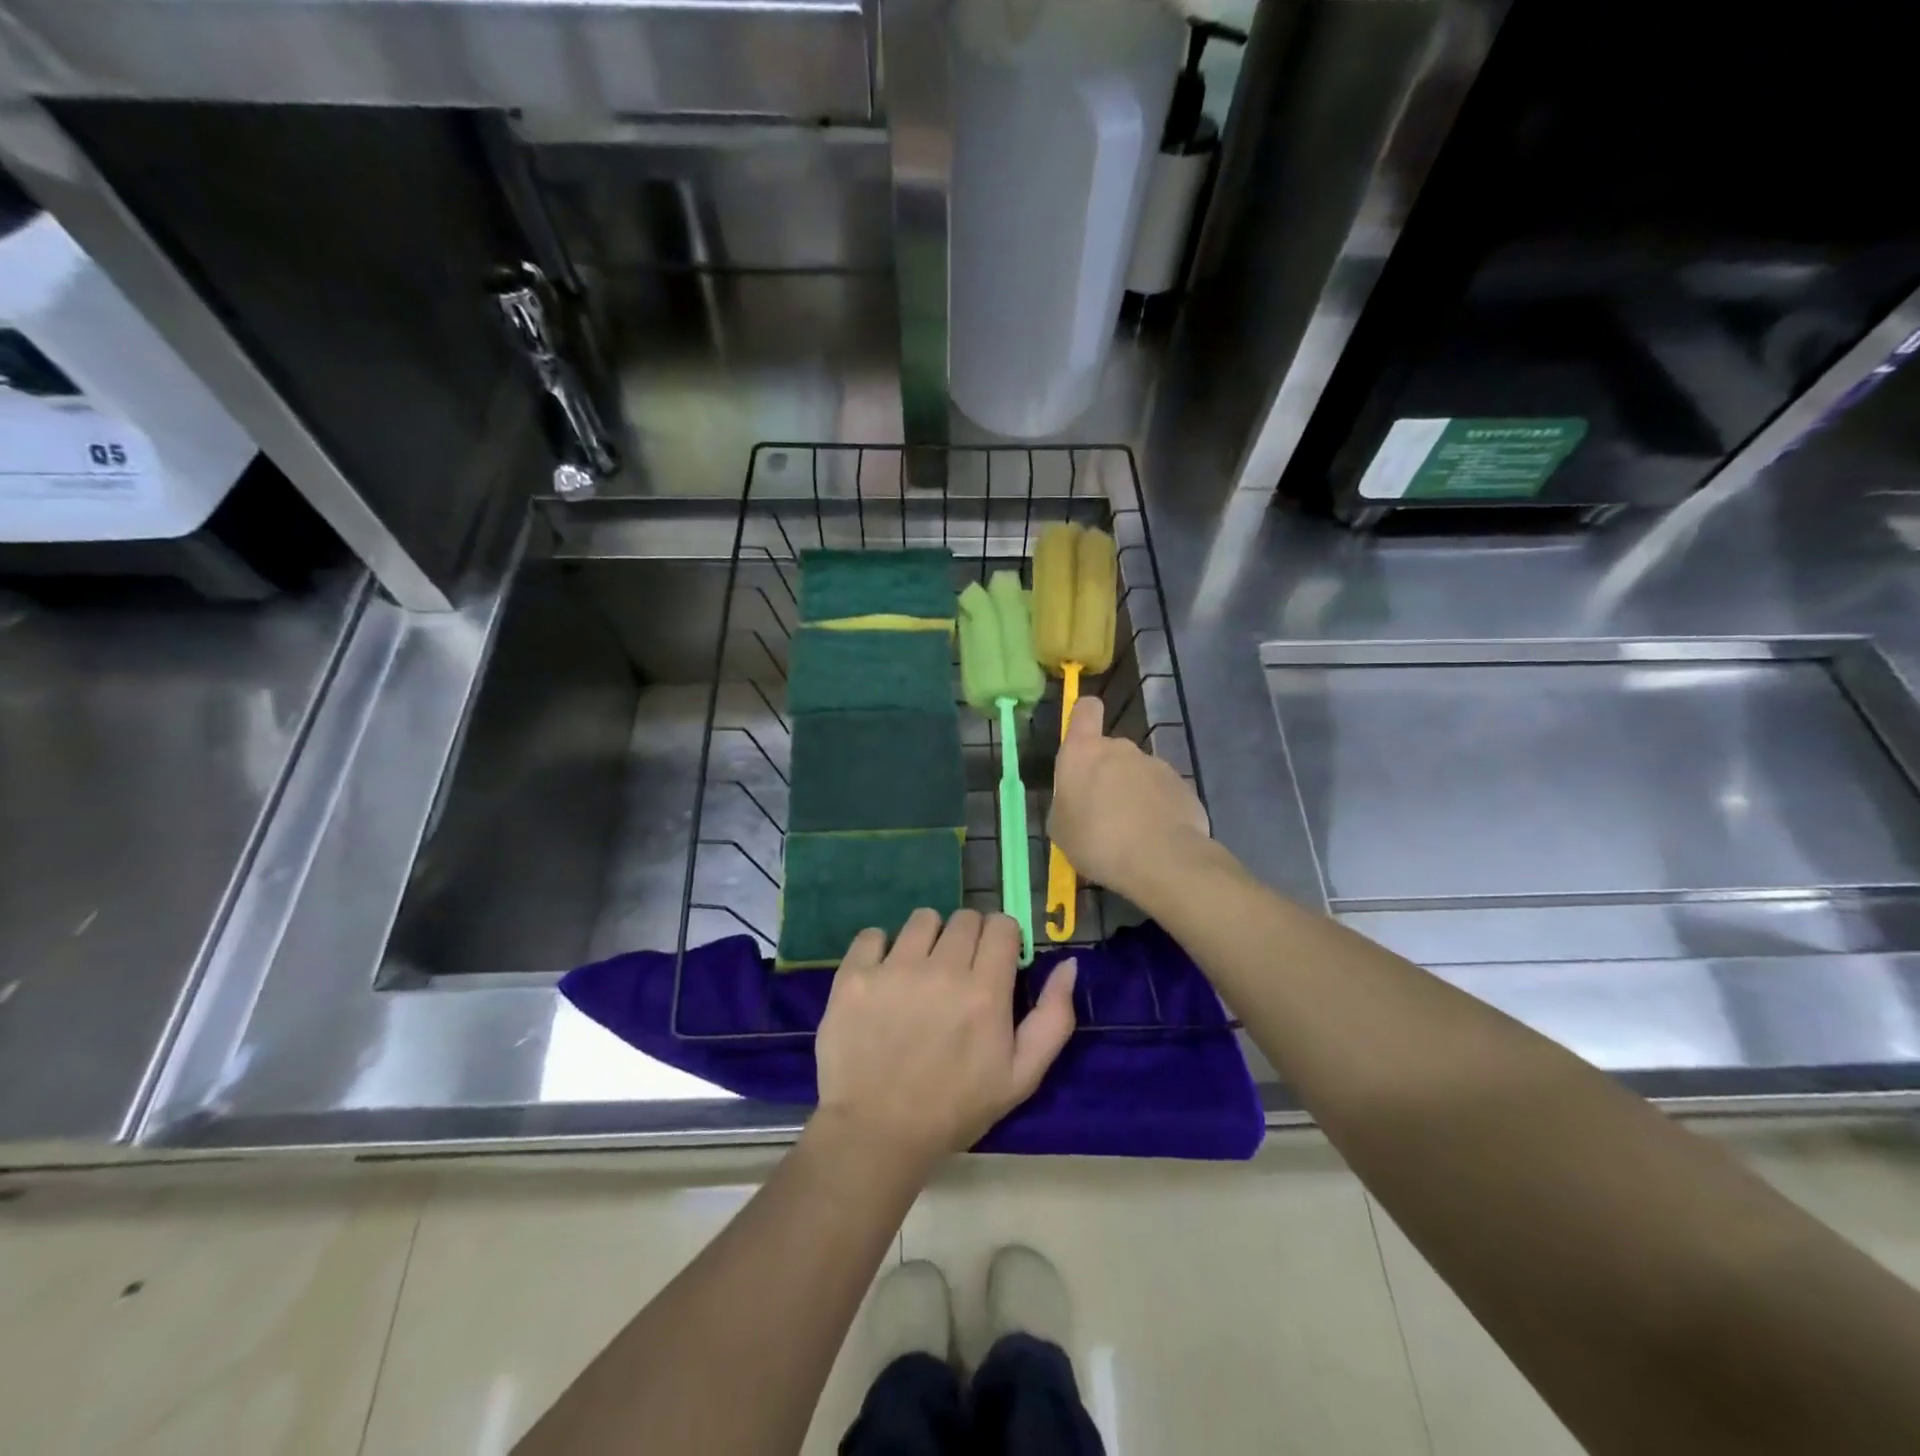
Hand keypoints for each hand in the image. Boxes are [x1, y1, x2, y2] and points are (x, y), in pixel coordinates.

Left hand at [814, 909, 1076, 1165]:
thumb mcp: (1021, 1077)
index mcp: (985, 991)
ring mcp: (894, 969)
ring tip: (920, 972)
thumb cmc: (955, 1108)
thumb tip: (1068, 963)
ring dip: (928, 938)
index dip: (1002, 939)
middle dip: (968, 938)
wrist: (877, 1134)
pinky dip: (880, 949)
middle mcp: (942, 969)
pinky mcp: (854, 975)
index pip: (1002, 924)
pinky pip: (873, 934)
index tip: (994, 961)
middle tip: (957, 972)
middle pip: (965, 917)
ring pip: (922, 918)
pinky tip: (882, 978)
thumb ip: (1053, 1018)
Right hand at [1049, 696, 1210, 902]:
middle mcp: (1121, 749)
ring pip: (1138, 774)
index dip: (1084, 718)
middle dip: (1108, 774)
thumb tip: (1077, 801)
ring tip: (1132, 833)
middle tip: (1103, 813)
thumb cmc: (1095, 840)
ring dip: (1134, 794)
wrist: (1160, 860)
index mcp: (1083, 752)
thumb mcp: (1060, 829)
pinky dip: (1158, 809)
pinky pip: (1162, 793)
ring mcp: (1156, 765)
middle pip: (1111, 750)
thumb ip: (1067, 802)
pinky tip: (1155, 839)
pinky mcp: (1183, 786)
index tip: (1082, 739)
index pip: (1085, 710)